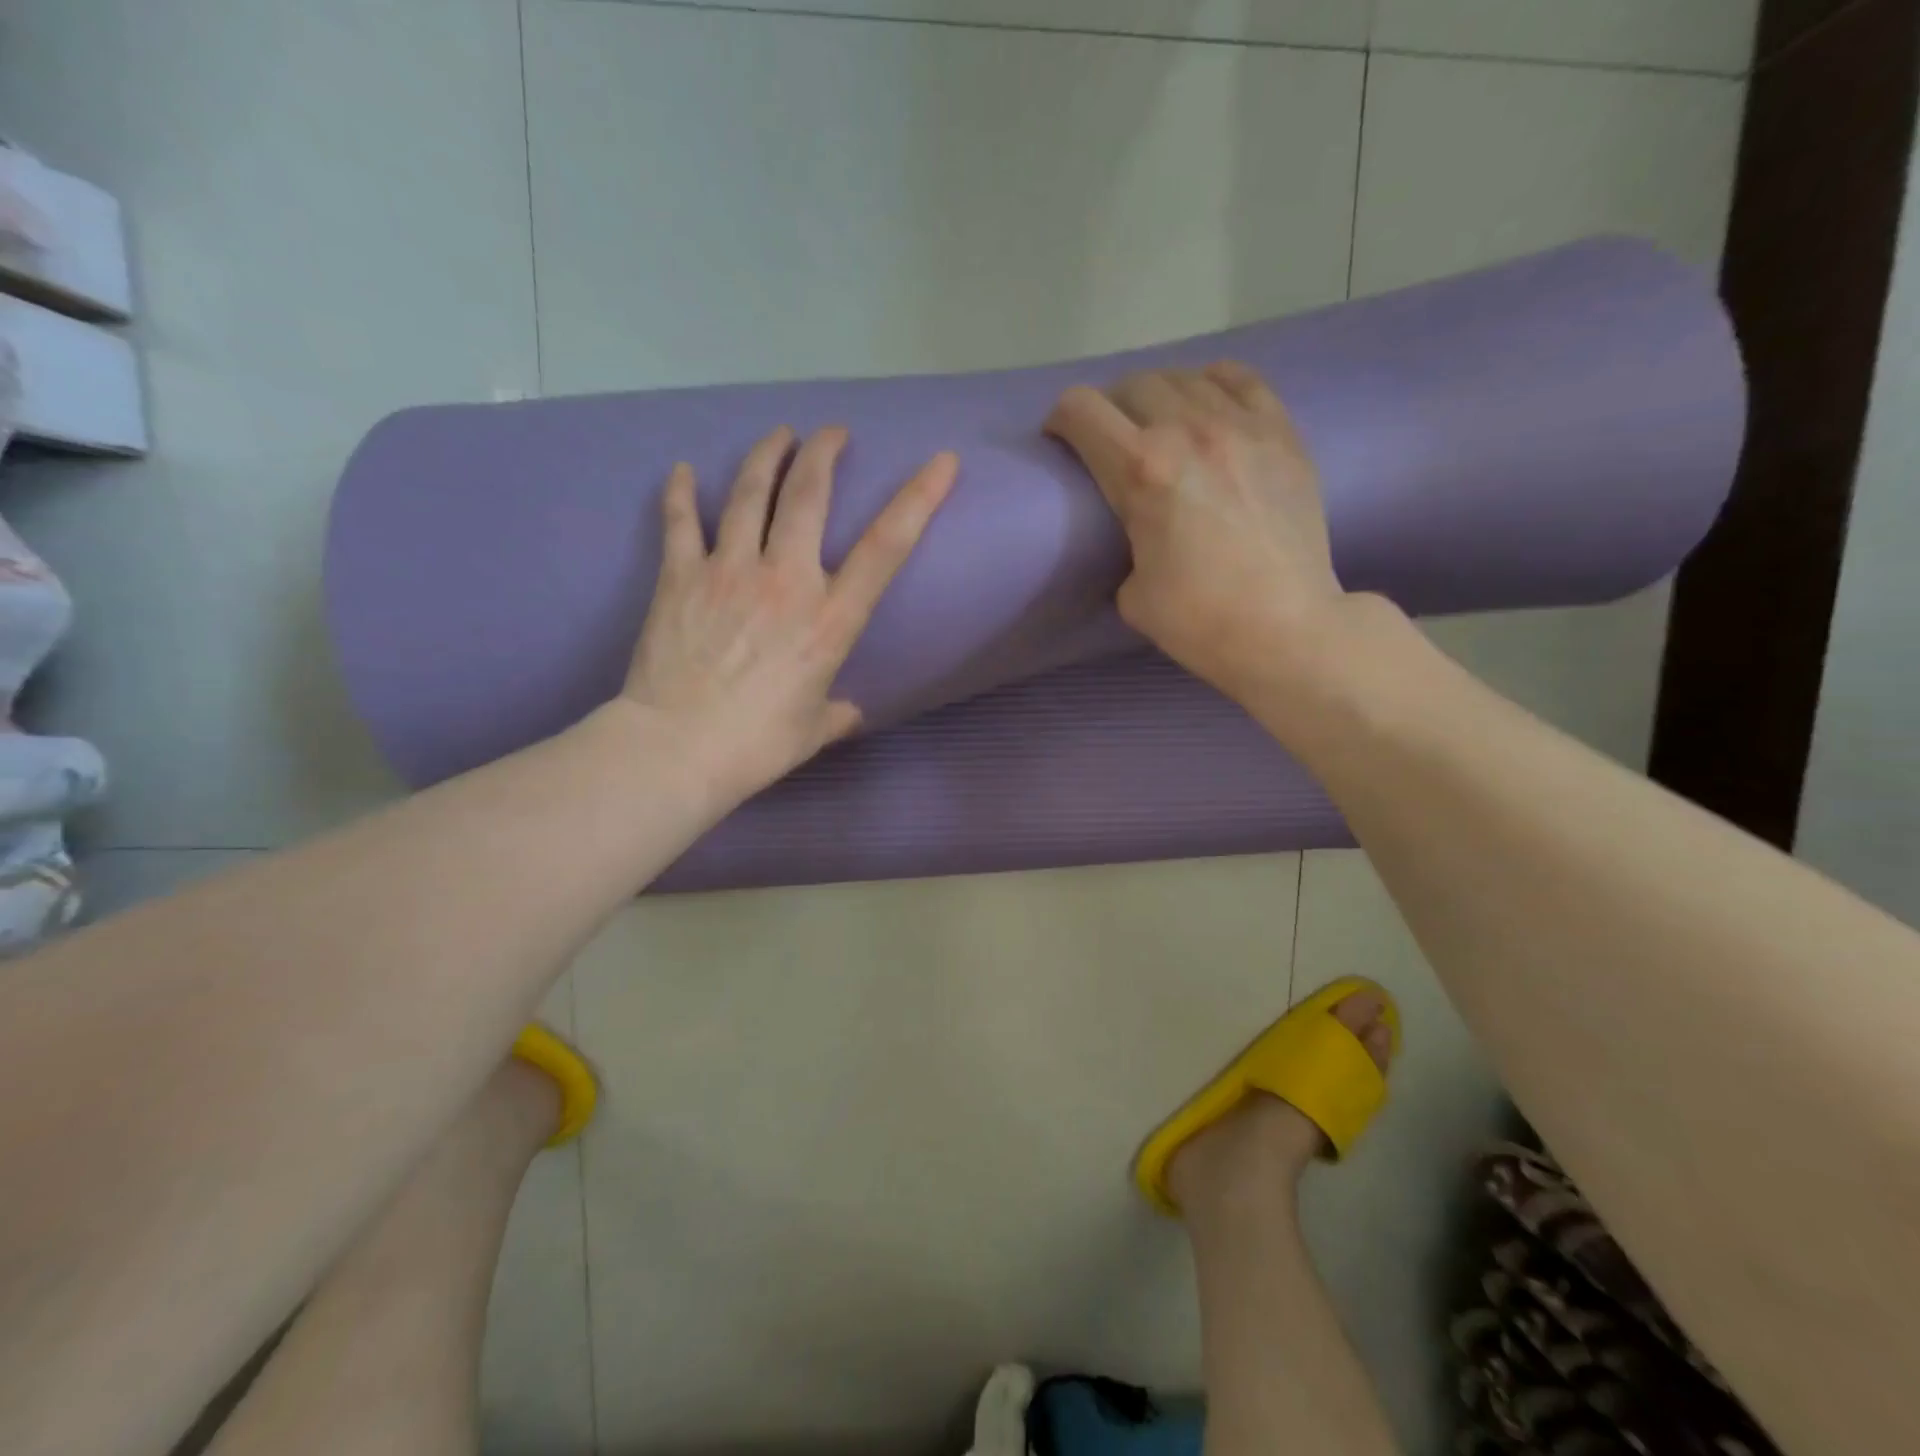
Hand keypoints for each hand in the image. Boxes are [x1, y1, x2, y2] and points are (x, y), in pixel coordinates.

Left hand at [620, 426, 956, 804]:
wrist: (676, 748)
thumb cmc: (756, 745)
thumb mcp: (812, 731)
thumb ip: (837, 712)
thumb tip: (849, 711)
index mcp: (830, 620)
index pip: (886, 547)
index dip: (918, 498)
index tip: (940, 462)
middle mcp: (785, 580)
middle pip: (808, 496)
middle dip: (824, 453)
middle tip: (832, 433)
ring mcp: (729, 571)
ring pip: (749, 494)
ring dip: (767, 456)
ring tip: (779, 435)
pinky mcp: (680, 577)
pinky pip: (680, 522)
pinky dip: (681, 493)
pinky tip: (683, 470)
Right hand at [1045, 362, 1349, 697]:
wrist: (1286, 629)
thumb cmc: (1199, 620)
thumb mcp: (1131, 593)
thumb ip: (1127, 545)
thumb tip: (1141, 535)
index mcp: (1141, 471)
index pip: (1081, 410)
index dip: (1060, 419)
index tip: (1062, 441)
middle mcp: (1188, 431)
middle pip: (1132, 385)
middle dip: (1110, 408)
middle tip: (1111, 440)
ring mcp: (1242, 426)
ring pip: (1184, 377)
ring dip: (1159, 396)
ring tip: (1161, 425)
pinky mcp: (1282, 434)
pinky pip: (1240, 380)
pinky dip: (1213, 385)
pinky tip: (1209, 406)